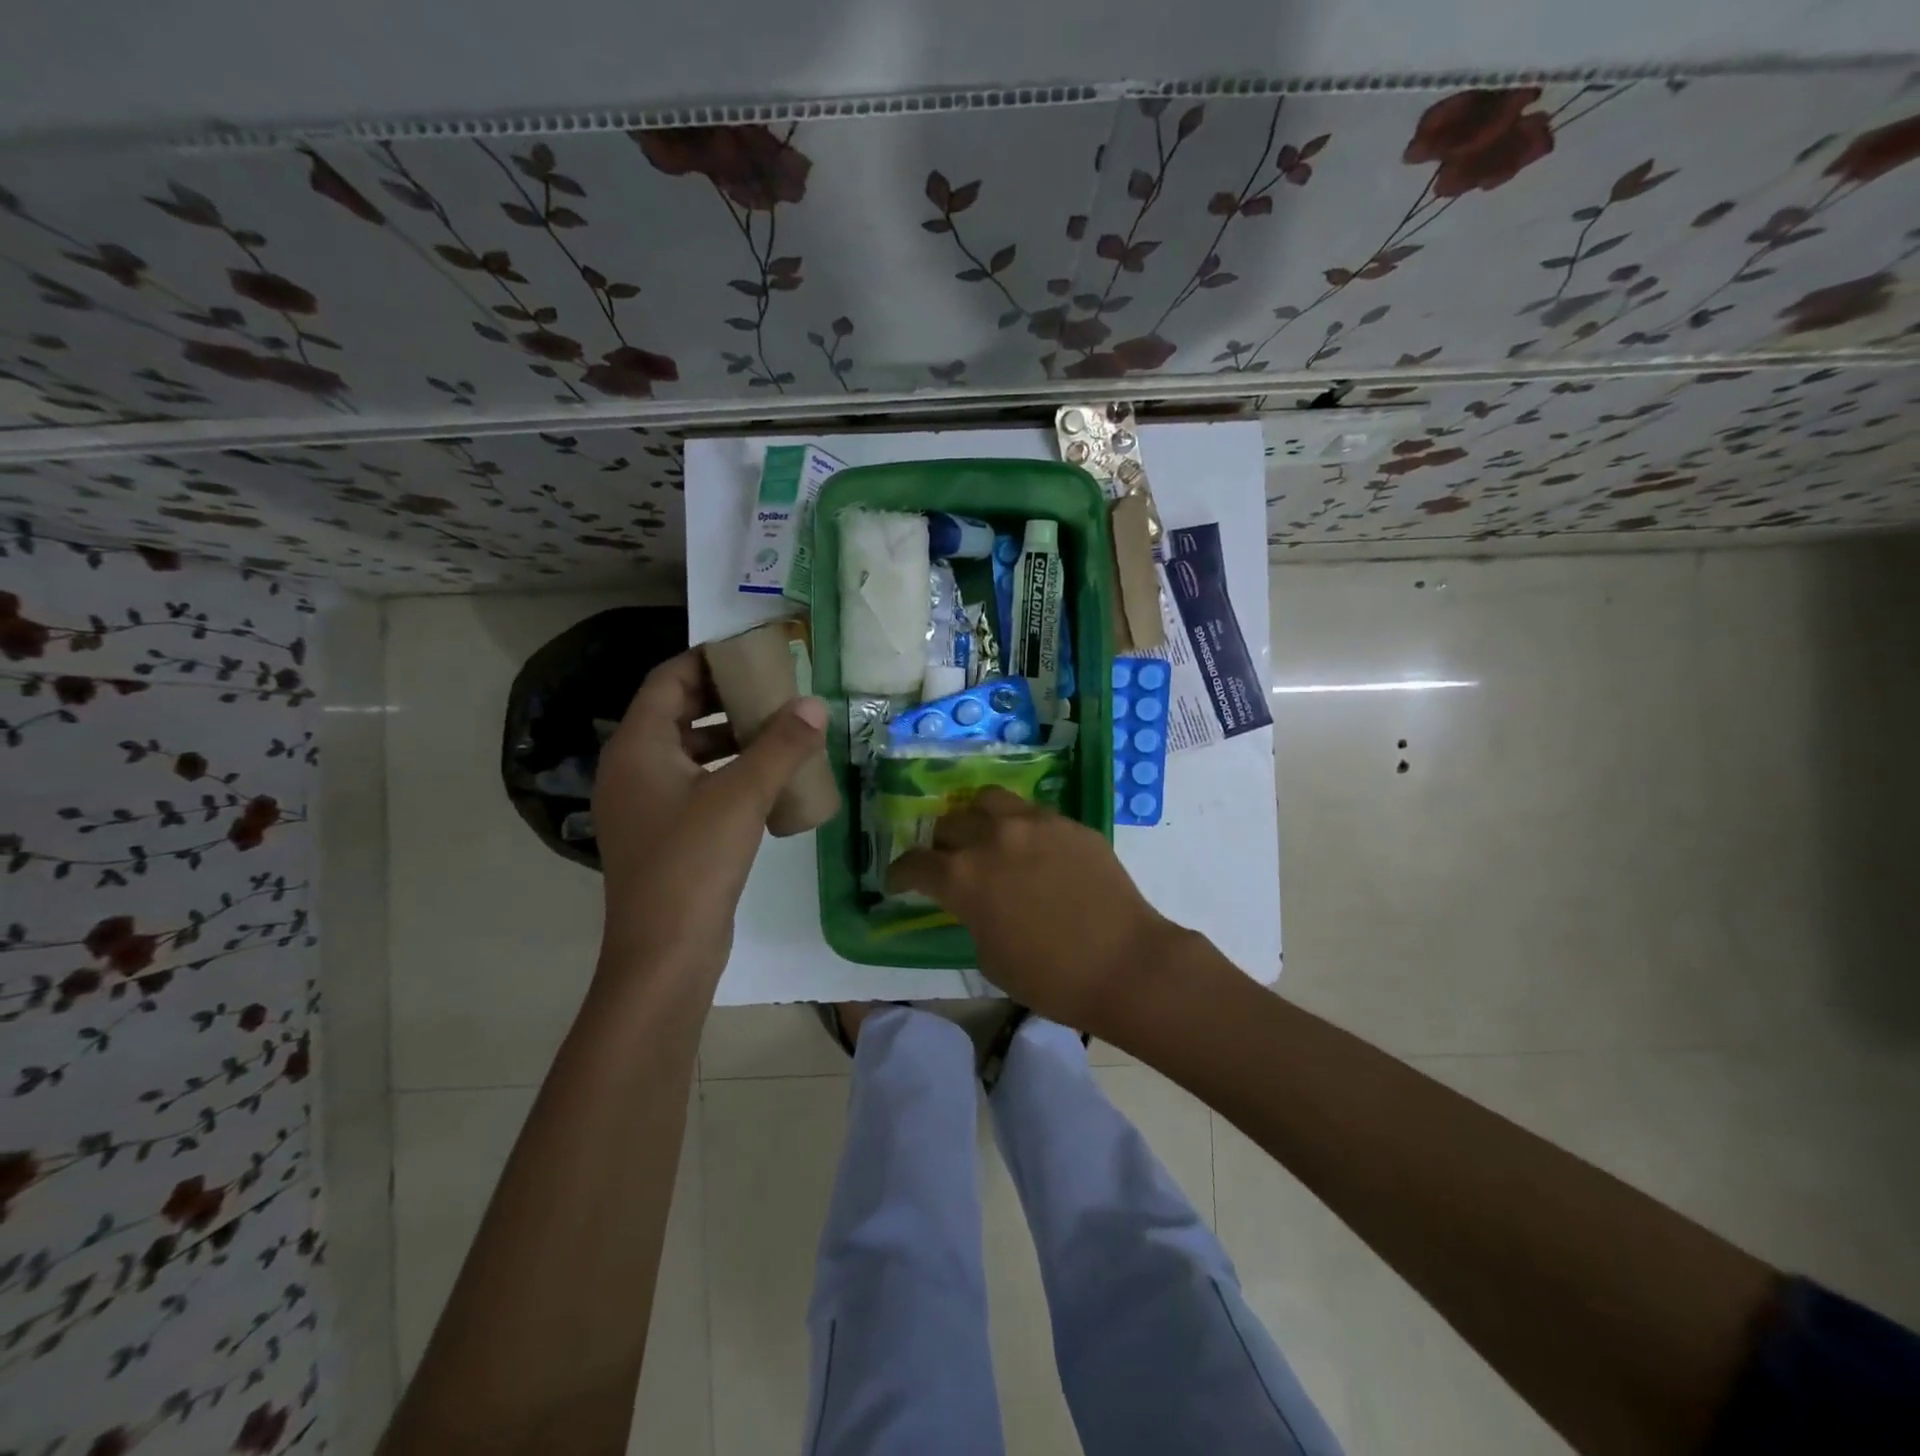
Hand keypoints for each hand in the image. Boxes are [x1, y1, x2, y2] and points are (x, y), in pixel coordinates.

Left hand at [592, 651, 827, 972]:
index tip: (754, 653)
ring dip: (730, 736)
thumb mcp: (742, 795)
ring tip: (778, 731)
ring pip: (687, 751)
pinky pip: (694, 784)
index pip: (669, 679)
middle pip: (677, 712)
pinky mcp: (662, 833)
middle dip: (725, 697)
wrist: (664, 952)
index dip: (709, 660)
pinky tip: (767, 780)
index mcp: (638, 746)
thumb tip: (814, 704)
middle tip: (775, 690)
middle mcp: (632, 767)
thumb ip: (780, 745)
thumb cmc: (694, 861)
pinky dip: (726, 771)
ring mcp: (644, 803)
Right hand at [888, 788, 1180, 1033]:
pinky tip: (1031, 849)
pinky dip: (1018, 826)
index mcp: (962, 877)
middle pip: (949, 824)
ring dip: (976, 819)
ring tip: (985, 837)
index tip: (898, 882)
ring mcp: (1033, 823)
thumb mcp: (988, 956)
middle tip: (949, 864)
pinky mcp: (1068, 822)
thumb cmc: (1050, 978)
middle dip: (941, 846)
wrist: (1125, 964)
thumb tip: (972, 902)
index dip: (900, 874)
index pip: (914, 864)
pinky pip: (1030, 812)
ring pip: (987, 800)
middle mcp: (991, 838)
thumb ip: (970, 916)